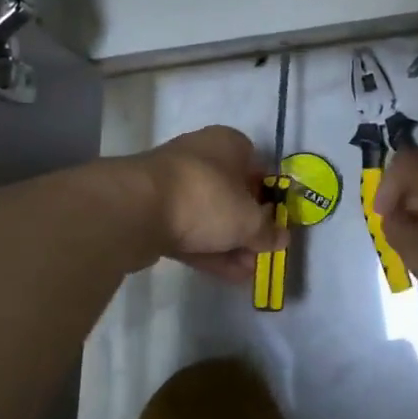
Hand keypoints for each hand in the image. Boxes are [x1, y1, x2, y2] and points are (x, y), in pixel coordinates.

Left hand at [133, 125, 285, 282]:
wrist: (136, 209)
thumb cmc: (206, 198)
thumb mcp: (249, 219)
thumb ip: (268, 231)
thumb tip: (281, 238)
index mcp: (228, 144)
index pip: (257, 166)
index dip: (269, 196)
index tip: (276, 223)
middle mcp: (201, 156)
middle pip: (233, 193)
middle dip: (249, 227)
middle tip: (262, 254)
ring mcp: (174, 184)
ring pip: (210, 216)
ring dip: (230, 244)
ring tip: (248, 273)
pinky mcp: (153, 211)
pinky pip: (189, 231)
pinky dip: (209, 250)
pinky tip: (228, 275)